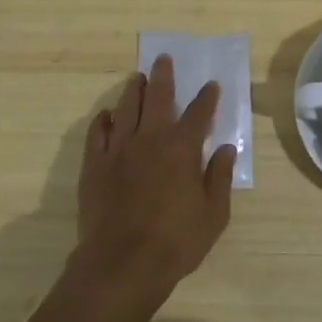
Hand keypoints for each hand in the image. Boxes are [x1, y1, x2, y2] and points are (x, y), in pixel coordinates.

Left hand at [71, 55, 236, 309]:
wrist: (122, 263)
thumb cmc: (176, 241)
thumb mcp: (214, 214)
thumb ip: (220, 177)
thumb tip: (227, 149)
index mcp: (182, 148)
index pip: (199, 113)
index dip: (207, 98)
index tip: (211, 85)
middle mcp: (150, 139)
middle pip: (157, 97)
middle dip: (163, 76)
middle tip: (163, 59)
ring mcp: (118, 149)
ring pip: (125, 108)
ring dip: (132, 90)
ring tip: (137, 77)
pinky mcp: (94, 165)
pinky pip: (97, 133)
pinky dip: (103, 120)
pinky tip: (107, 115)